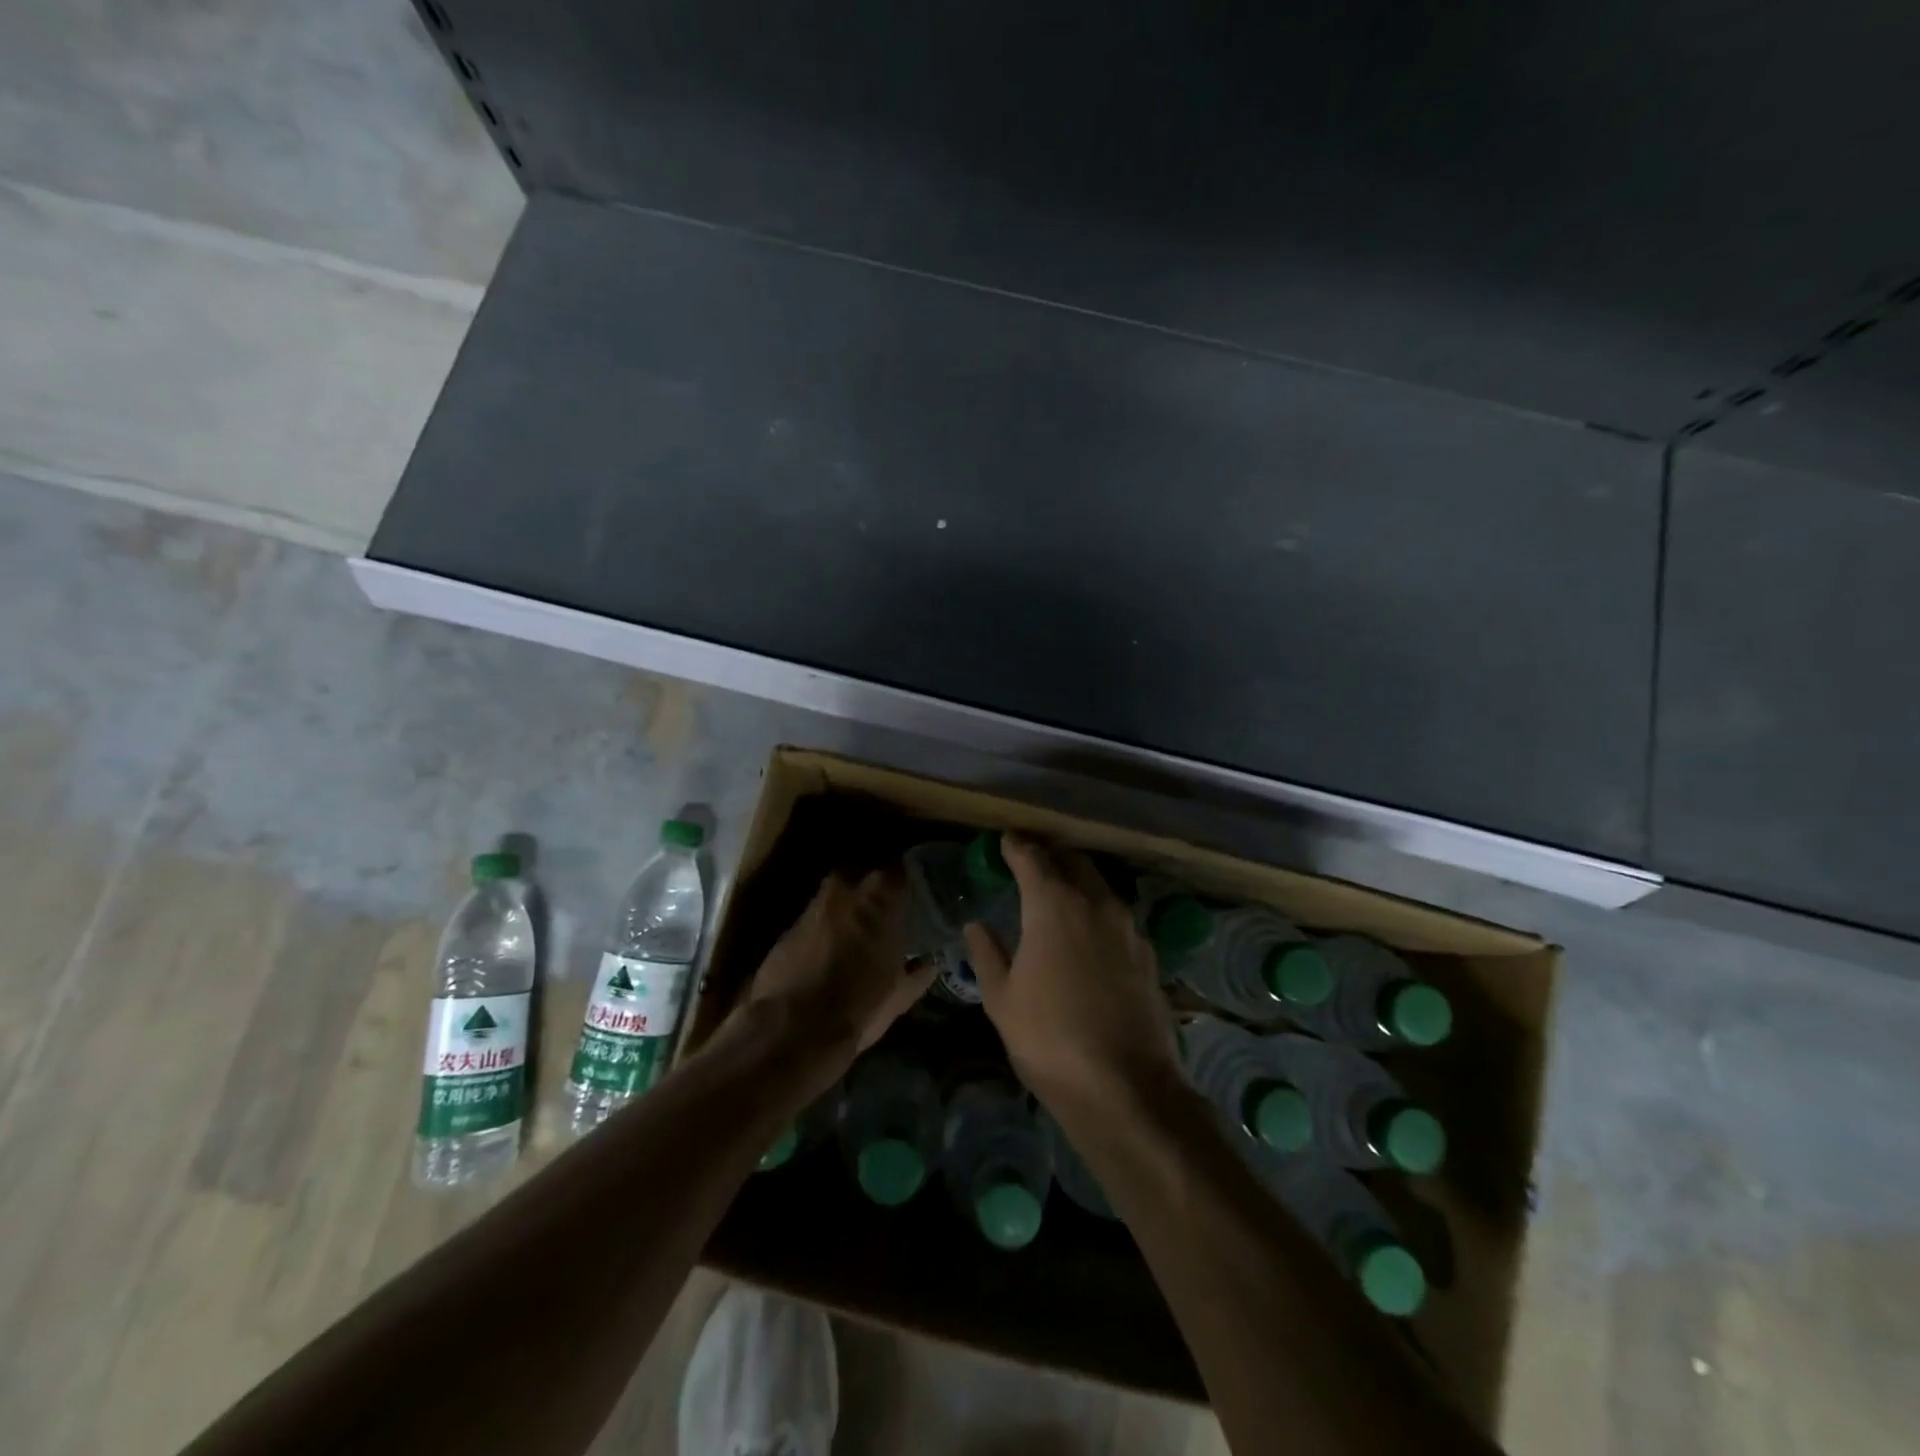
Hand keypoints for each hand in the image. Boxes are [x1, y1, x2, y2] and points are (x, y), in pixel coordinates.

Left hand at [748, 868, 934, 1074]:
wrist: (793, 1031)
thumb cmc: (859, 1008)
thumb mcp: (899, 996)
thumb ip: (917, 973)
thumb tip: (929, 964)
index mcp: (879, 903)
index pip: (899, 871)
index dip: (906, 881)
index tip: (913, 893)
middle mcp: (844, 894)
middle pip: (861, 874)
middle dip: (871, 888)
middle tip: (883, 909)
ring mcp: (811, 909)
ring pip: (833, 894)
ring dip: (844, 907)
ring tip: (854, 931)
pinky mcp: (786, 930)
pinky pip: (811, 919)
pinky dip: (821, 929)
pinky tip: (826, 951)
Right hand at [962, 835, 1180, 1114]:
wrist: (1127, 1086)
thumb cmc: (1050, 1039)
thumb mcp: (1002, 999)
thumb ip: (987, 954)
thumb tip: (976, 925)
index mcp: (1053, 904)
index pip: (1032, 857)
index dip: (1016, 846)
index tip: (1005, 841)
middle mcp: (1095, 902)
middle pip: (1073, 861)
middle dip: (1051, 857)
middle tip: (1030, 864)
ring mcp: (1128, 926)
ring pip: (1100, 886)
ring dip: (1077, 882)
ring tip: (1057, 897)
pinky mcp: (1148, 952)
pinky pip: (1117, 917)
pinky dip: (1098, 913)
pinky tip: (1088, 936)